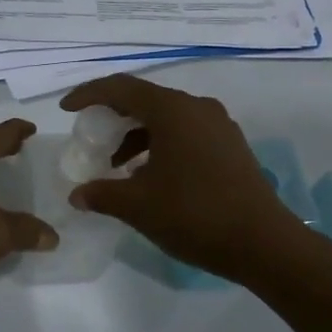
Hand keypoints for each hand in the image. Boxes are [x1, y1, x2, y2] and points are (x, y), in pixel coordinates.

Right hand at [61, 75, 296, 282]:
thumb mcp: (138, 206)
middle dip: (113, 116)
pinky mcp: (231, 146)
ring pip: (167, 118)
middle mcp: (197, 108)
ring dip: (137, 135)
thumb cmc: (195, 215)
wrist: (264, 243)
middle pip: (145, 99)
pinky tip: (150, 176)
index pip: (121, 88)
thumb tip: (77, 194)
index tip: (67, 109)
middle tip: (90, 136)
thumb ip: (101, 194)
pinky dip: (160, 145)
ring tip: (116, 165)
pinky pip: (186, 133)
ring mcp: (219, 126)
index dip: (88, 94)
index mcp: (173, 111)